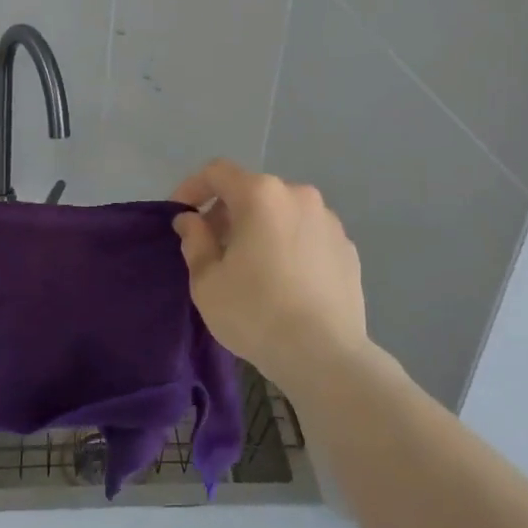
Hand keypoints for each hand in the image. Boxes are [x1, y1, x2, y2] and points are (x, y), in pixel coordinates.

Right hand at [171, 159, 368, 390]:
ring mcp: (329, 220)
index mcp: (261, 195)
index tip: (181, 214)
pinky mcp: (347, 248)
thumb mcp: (206, 281)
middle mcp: (298, 195)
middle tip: (212, 247)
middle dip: (227, 212)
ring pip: (282, 212)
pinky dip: (289, 245)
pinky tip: (284, 281)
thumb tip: (191, 220)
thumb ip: (194, 240)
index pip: (217, 172)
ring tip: (250, 266)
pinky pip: (307, 235)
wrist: (325, 356)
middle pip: (252, 191)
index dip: (192, 187)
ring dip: (260, 228)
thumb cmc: (255, 312)